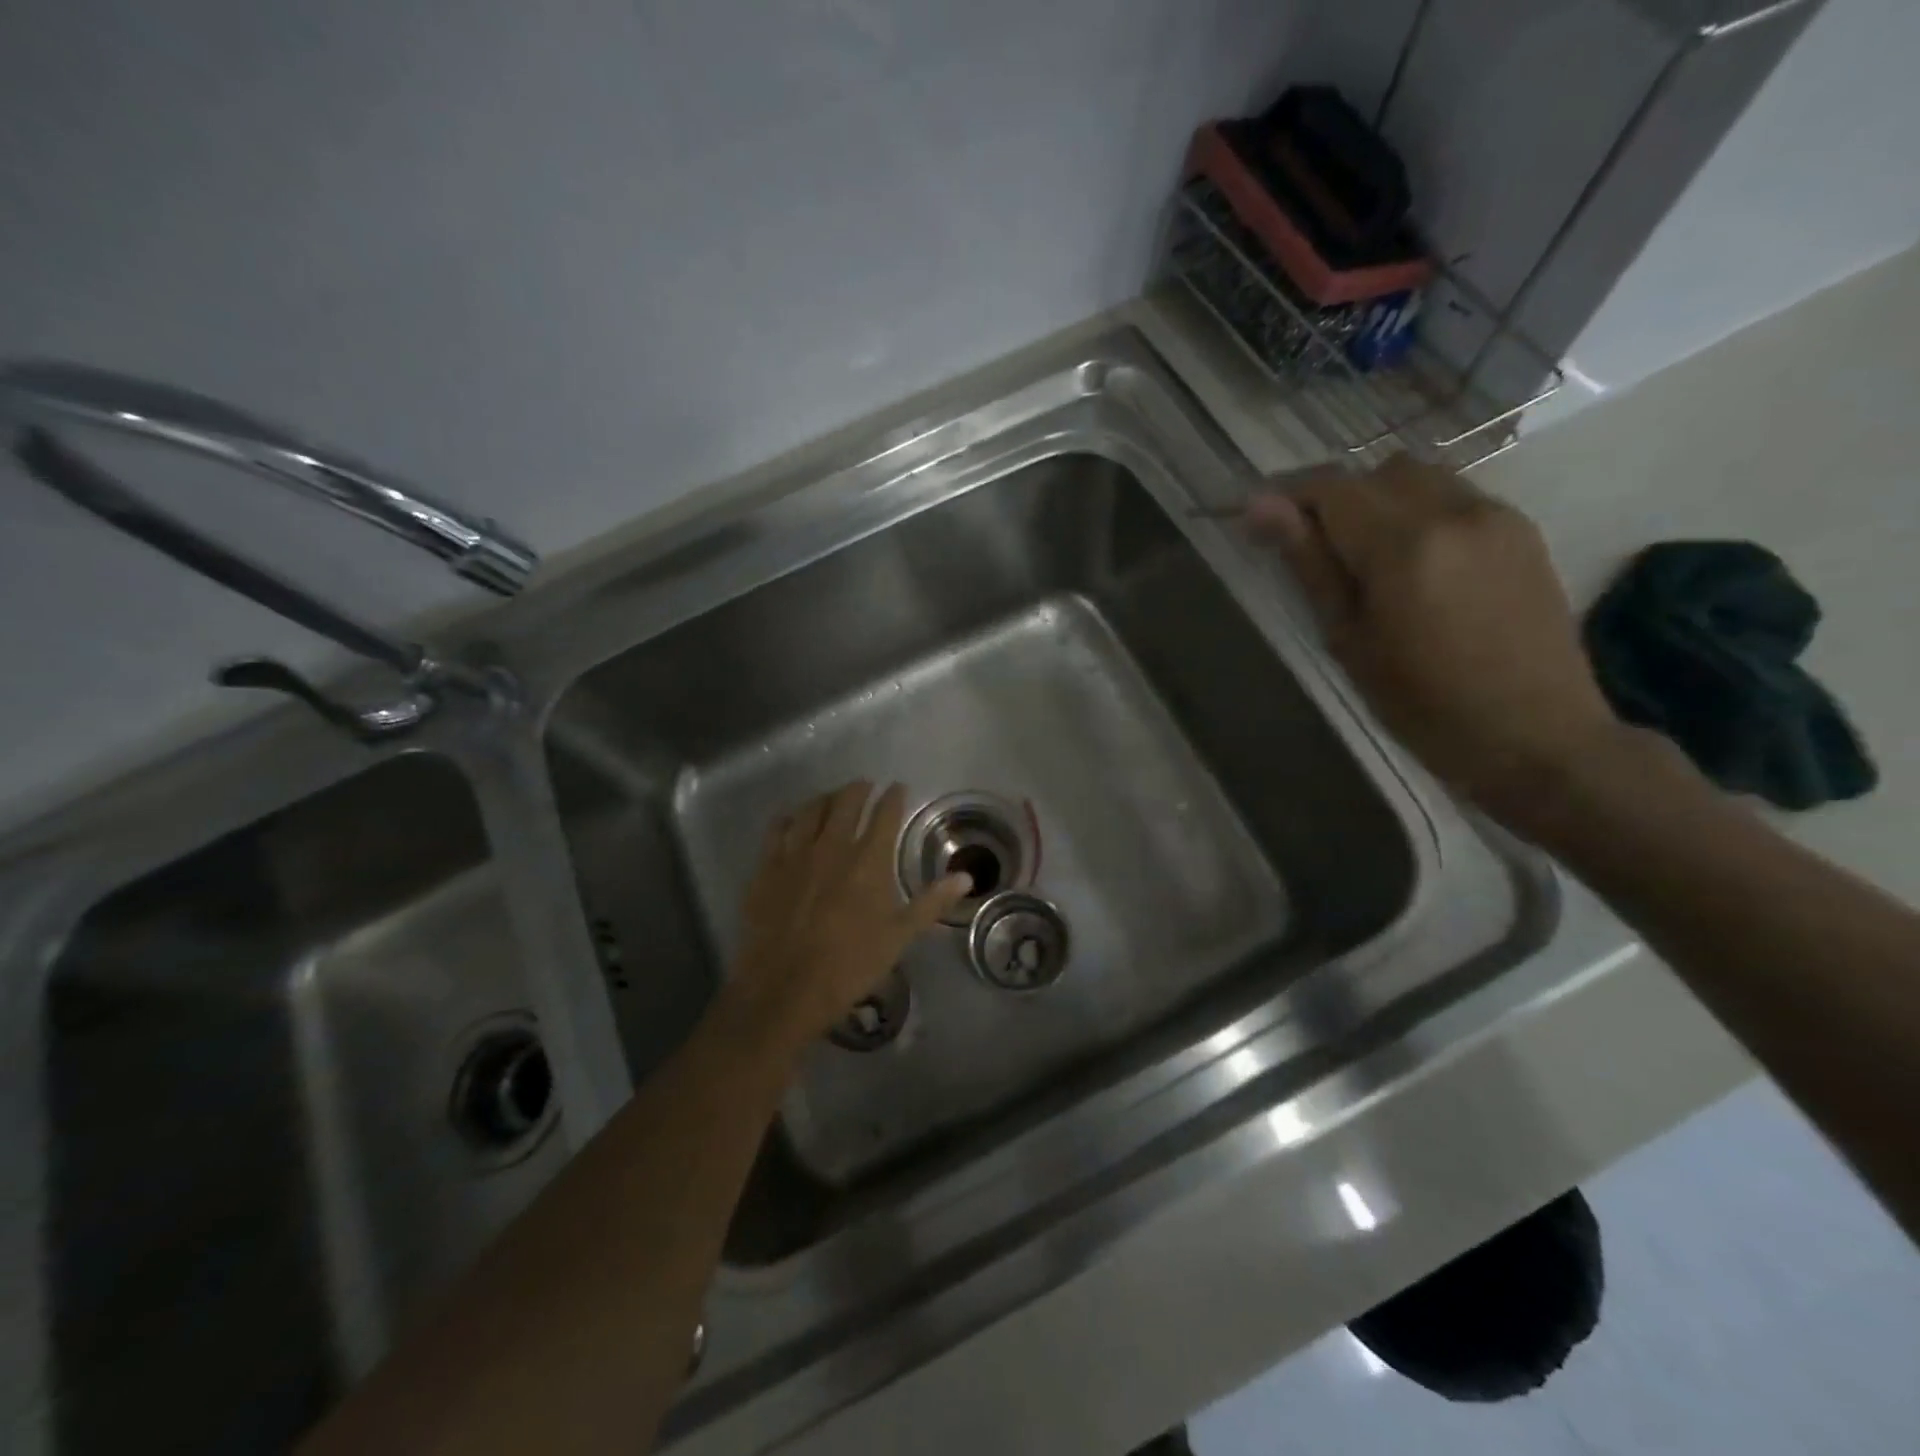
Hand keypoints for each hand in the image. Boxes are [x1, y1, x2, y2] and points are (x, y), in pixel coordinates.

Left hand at [722, 781, 970, 1057]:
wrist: (785, 988)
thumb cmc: (850, 965)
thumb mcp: (899, 937)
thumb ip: (932, 902)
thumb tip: (967, 877)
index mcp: (868, 861)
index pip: (884, 814)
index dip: (893, 797)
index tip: (898, 787)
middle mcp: (832, 847)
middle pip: (845, 803)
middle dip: (858, 789)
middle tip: (865, 786)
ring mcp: (795, 855)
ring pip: (810, 810)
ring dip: (825, 798)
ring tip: (832, 797)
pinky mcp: (767, 868)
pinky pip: (777, 829)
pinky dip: (789, 817)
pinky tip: (792, 818)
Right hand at [1244, 456, 1624, 819]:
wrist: (1536, 736)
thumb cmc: (1423, 705)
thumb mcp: (1349, 639)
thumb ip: (1309, 564)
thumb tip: (1260, 507)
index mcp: (1404, 546)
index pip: (1332, 487)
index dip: (1287, 494)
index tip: (1257, 521)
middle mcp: (1455, 511)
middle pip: (1376, 471)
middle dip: (1335, 498)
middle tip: (1311, 549)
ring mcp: (1497, 515)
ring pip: (1419, 477)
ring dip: (1379, 501)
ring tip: (1363, 556)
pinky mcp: (1522, 530)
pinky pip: (1455, 496)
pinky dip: (1418, 512)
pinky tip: (1413, 564)